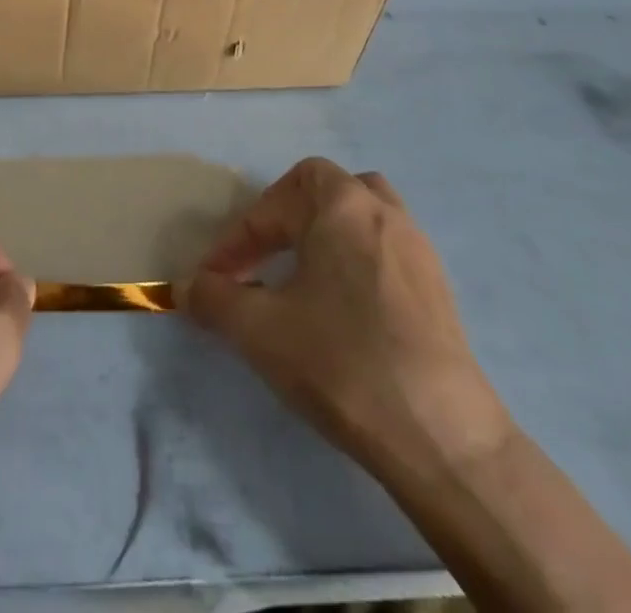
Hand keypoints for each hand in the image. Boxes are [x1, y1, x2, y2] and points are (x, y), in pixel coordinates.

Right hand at [183, 157, 510, 478]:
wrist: (444, 440)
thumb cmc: (341, 362)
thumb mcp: (259, 330)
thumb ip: (214, 298)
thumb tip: (186, 286)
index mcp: (342, 205)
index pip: (276, 199)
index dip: (240, 234)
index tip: (218, 276)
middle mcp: (384, 213)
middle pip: (327, 189)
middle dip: (287, 217)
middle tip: (263, 258)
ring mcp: (419, 251)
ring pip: (364, 215)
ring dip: (327, 233)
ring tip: (303, 273)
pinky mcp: (440, 292)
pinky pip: (387, 250)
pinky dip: (356, 261)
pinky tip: (343, 307)